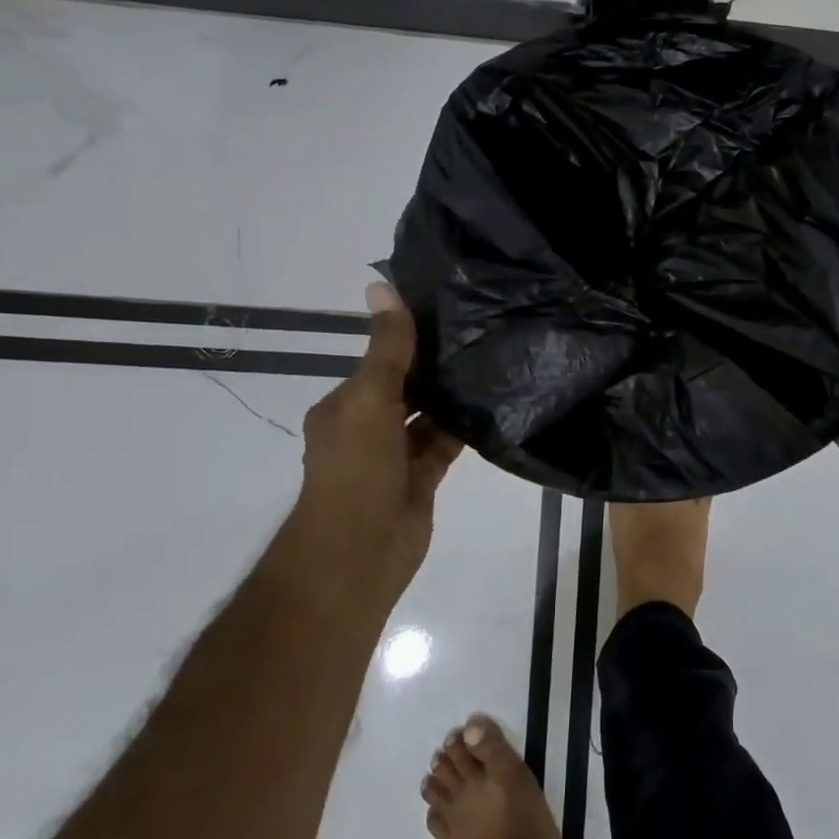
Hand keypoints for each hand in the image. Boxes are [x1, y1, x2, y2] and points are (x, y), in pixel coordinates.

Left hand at [292, 282, 461, 610]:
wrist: (358, 553)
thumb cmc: (356, 470)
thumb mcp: (369, 399)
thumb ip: (387, 349)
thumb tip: (381, 286)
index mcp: (345, 407)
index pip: (380, 363)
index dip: (409, 339)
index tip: (450, 312)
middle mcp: (368, 428)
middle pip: (406, 389)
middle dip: (435, 367)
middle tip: (483, 332)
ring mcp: (395, 457)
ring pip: (428, 417)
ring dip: (451, 397)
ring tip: (494, 361)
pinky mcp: (421, 481)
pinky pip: (444, 445)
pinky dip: (462, 429)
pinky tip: (492, 405)